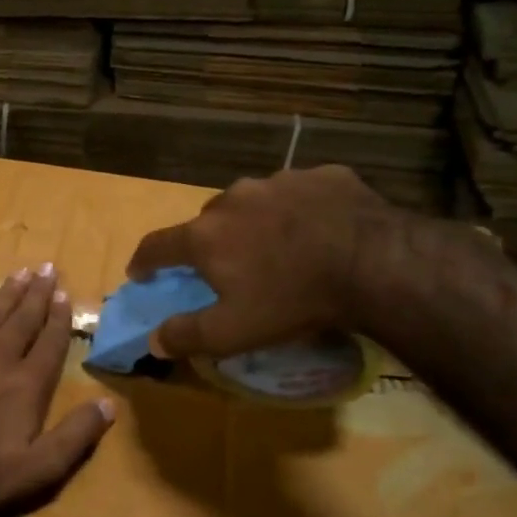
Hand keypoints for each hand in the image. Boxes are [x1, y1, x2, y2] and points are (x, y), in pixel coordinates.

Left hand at [0, 264, 114, 516]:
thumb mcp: (36, 471)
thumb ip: (75, 437)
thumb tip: (110, 404)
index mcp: (26, 384)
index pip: (50, 343)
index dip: (59, 319)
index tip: (65, 294)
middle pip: (22, 320)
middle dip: (37, 294)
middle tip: (47, 268)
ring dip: (7, 294)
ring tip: (21, 273)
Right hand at [126, 164, 401, 358]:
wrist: (376, 263)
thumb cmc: (292, 300)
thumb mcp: (233, 332)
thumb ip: (186, 335)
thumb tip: (152, 341)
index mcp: (205, 236)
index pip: (157, 245)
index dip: (144, 261)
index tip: (140, 273)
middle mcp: (233, 199)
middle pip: (207, 221)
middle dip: (209, 242)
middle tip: (227, 267)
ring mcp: (279, 181)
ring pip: (253, 202)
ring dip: (255, 222)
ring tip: (279, 247)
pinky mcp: (323, 175)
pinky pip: (300, 193)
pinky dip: (300, 210)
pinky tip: (320, 230)